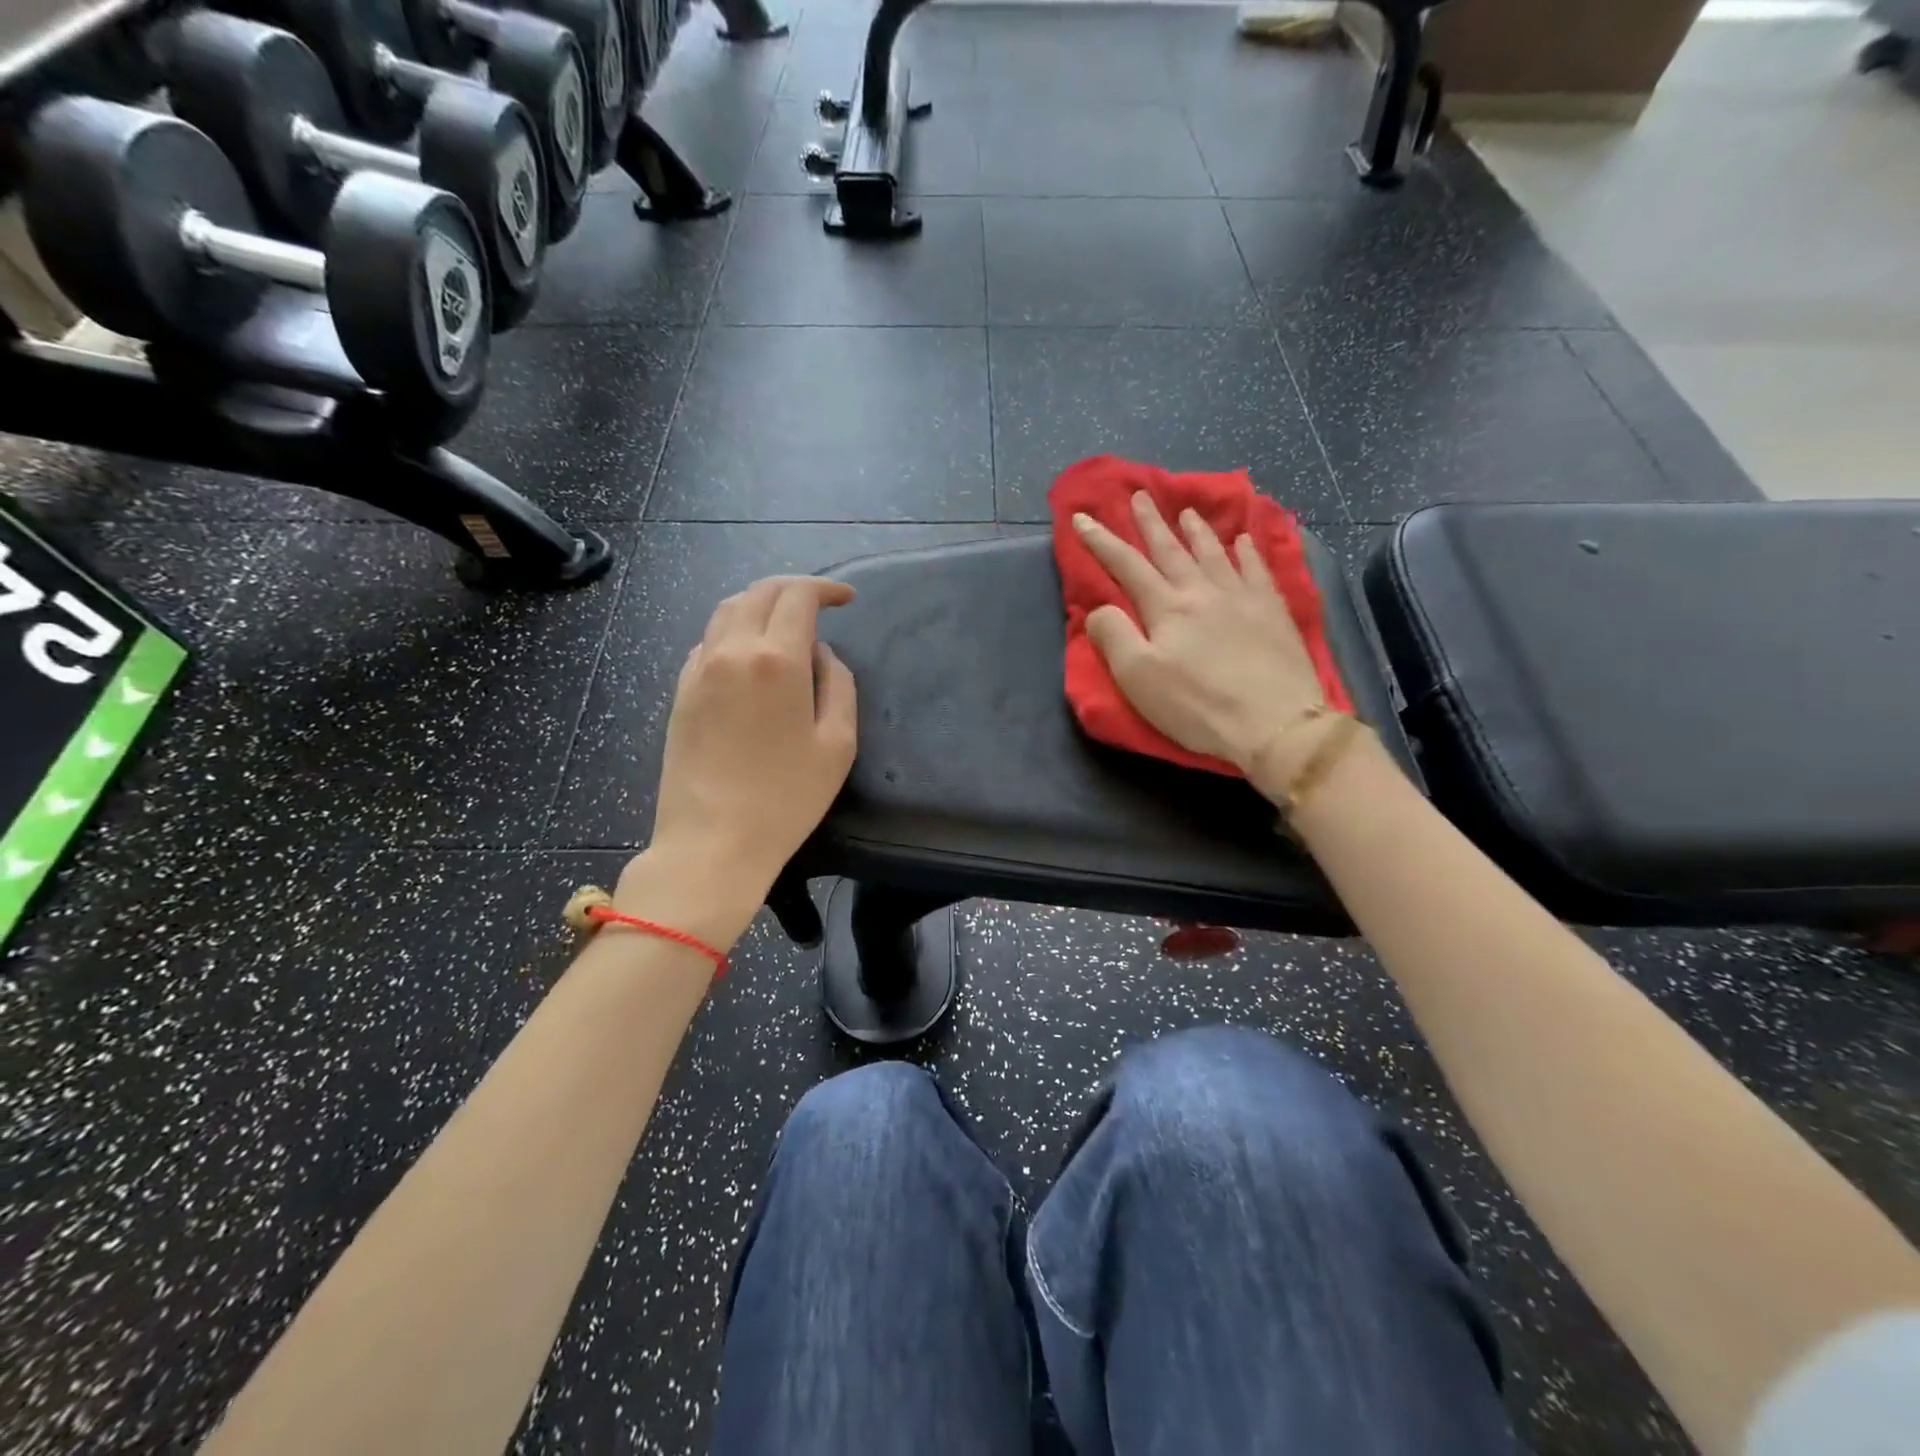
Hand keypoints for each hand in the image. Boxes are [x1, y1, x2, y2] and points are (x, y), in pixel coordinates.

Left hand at [625, 577, 857, 946]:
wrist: (712, 842)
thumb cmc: (786, 798)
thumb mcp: (838, 743)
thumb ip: (838, 685)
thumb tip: (821, 654)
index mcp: (775, 659)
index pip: (798, 595)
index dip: (825, 588)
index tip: (847, 599)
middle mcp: (731, 651)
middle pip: (759, 592)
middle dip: (793, 588)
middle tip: (819, 603)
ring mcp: (699, 669)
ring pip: (726, 610)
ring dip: (759, 604)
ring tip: (784, 622)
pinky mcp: (681, 692)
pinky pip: (708, 642)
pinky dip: (733, 631)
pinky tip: (749, 656)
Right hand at [1073, 493, 1327, 776]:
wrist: (1275, 723)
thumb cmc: (1198, 705)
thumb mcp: (1138, 678)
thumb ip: (1113, 637)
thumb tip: (1099, 609)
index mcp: (1167, 607)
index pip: (1126, 565)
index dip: (1101, 541)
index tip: (1082, 517)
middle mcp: (1203, 591)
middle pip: (1171, 550)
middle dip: (1151, 523)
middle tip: (1140, 495)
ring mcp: (1242, 598)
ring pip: (1215, 553)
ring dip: (1197, 532)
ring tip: (1186, 512)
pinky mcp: (1273, 612)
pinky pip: (1258, 570)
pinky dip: (1248, 552)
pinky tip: (1245, 540)